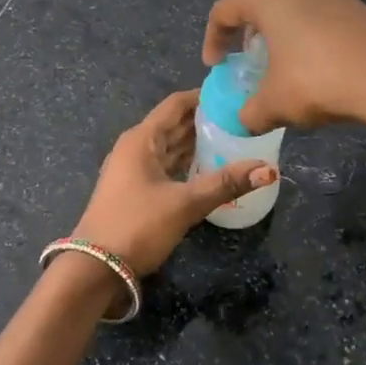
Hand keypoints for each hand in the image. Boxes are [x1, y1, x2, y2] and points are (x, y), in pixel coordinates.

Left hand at [72, 90, 277, 275]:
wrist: (96, 269)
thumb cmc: (137, 226)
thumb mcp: (185, 203)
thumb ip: (226, 183)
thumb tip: (269, 169)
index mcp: (141, 139)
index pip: (176, 104)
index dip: (203, 96)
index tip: (234, 94)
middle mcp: (135, 148)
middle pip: (174, 124)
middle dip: (205, 120)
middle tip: (242, 118)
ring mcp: (133, 170)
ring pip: (170, 147)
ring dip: (197, 143)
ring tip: (234, 140)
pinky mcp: (136, 191)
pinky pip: (166, 167)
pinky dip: (187, 164)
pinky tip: (210, 169)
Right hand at [202, 0, 365, 132]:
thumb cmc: (318, 79)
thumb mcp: (275, 103)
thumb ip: (250, 112)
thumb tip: (244, 120)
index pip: (224, 11)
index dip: (213, 40)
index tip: (216, 67)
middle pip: (258, 2)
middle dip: (248, 33)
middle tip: (246, 60)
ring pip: (291, 6)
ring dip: (280, 32)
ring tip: (281, 63)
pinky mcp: (356, 4)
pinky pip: (318, 15)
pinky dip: (308, 35)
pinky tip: (315, 64)